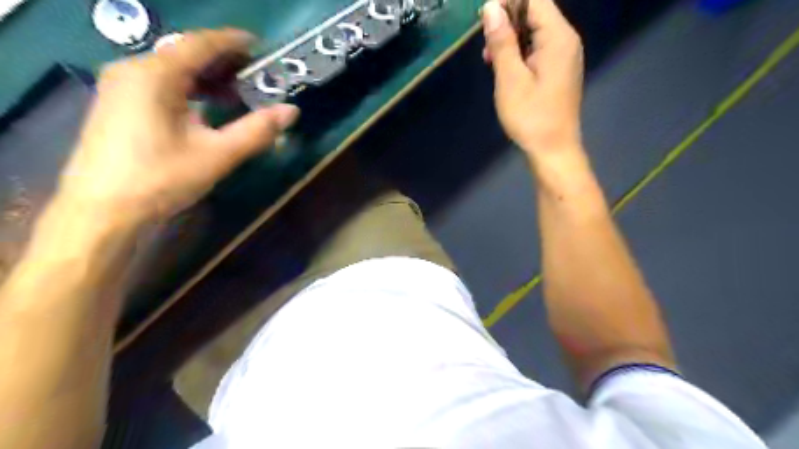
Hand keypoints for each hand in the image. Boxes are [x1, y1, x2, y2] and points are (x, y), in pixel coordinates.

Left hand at [58, 29, 297, 226]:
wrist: (102, 211)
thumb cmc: (161, 178)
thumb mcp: (217, 155)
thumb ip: (257, 130)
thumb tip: (292, 111)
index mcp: (155, 75)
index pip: (200, 44)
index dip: (233, 42)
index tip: (260, 47)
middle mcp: (134, 71)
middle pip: (186, 54)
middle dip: (224, 63)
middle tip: (257, 76)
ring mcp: (122, 87)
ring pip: (174, 70)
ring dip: (209, 79)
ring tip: (239, 95)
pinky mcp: (120, 105)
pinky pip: (162, 85)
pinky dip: (191, 91)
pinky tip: (209, 109)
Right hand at [480, 0, 584, 155]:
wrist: (553, 150)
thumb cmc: (530, 116)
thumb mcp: (510, 79)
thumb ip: (502, 41)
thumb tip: (491, 7)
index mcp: (558, 37)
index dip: (508, 2)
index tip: (484, 19)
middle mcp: (566, 40)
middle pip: (536, 13)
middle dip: (507, 23)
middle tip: (486, 48)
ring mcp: (565, 57)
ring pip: (535, 33)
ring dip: (511, 41)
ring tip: (491, 61)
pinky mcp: (560, 71)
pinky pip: (539, 50)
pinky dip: (520, 54)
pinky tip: (505, 71)